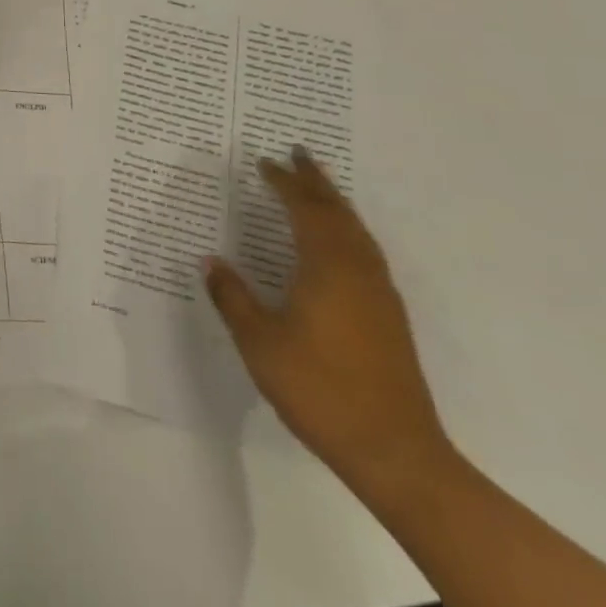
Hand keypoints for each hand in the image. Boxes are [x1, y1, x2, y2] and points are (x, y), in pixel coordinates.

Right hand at [205, 151, 451, 493]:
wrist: (395, 452)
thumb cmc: (319, 388)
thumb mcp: (259, 341)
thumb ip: (232, 296)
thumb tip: (210, 261)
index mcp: (327, 266)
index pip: (304, 209)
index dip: (284, 182)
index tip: (265, 161)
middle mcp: (358, 270)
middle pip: (337, 212)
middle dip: (315, 181)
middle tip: (297, 154)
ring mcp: (379, 294)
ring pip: (357, 231)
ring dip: (335, 203)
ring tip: (317, 188)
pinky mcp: (389, 317)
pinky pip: (365, 252)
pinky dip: (347, 230)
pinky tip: (337, 243)